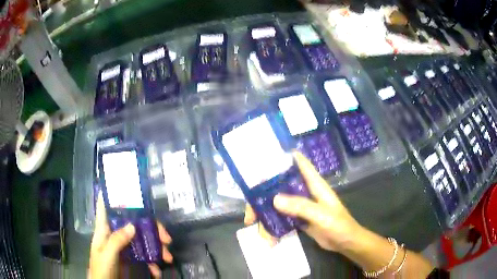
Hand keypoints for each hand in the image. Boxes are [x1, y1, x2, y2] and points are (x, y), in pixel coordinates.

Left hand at [90, 193, 172, 278]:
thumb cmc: (101, 268)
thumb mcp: (106, 254)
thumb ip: (117, 240)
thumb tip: (133, 225)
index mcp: (104, 229)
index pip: (105, 207)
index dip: (111, 195)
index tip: (125, 187)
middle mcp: (115, 234)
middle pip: (133, 224)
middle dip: (151, 228)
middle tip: (166, 238)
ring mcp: (124, 247)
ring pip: (141, 240)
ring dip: (157, 248)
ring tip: (168, 257)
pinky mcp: (130, 259)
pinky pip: (143, 257)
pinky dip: (152, 263)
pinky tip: (156, 271)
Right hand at [244, 151, 361, 251]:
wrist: (345, 243)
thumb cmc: (338, 225)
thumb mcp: (321, 215)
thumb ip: (301, 206)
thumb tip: (275, 199)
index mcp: (314, 184)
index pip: (299, 163)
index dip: (284, 157)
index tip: (263, 158)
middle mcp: (306, 191)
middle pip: (282, 185)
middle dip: (264, 193)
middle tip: (249, 205)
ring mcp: (301, 206)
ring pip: (279, 202)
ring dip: (265, 212)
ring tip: (252, 223)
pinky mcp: (299, 218)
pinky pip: (282, 216)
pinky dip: (272, 223)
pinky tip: (266, 234)